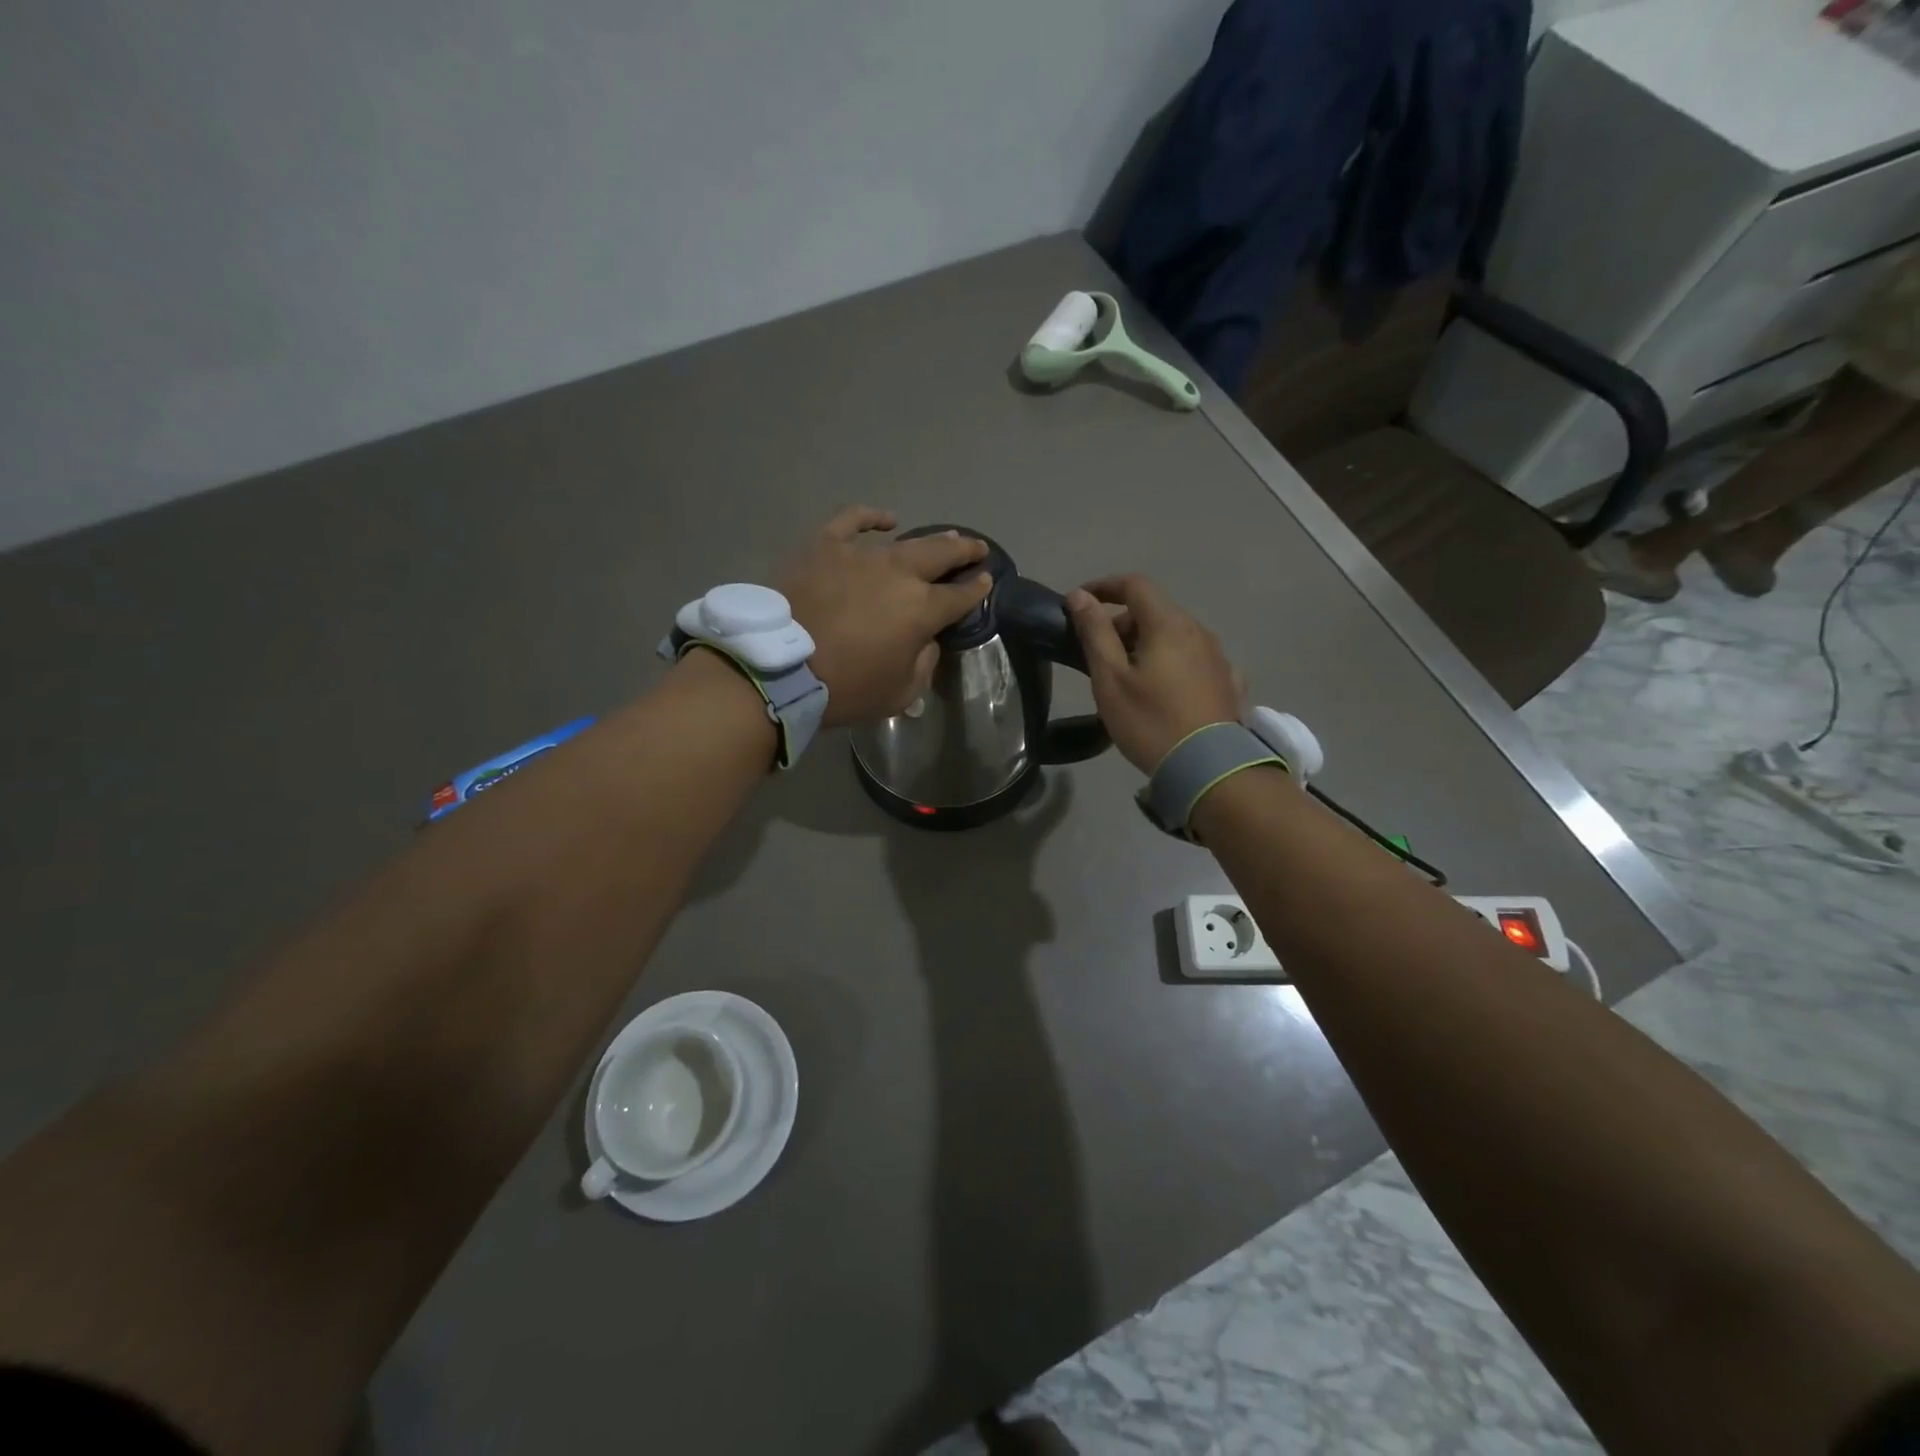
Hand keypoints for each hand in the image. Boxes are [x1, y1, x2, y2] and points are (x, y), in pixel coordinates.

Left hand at [779, 508, 991, 726]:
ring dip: (929, 540)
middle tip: (977, 548)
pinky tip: (886, 521)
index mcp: (922, 610)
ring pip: (904, 541)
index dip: (977, 589)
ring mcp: (862, 555)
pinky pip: (852, 522)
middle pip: (941, 555)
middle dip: (965, 551)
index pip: (960, 596)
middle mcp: (899, 574)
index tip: (987, 581)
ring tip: (943, 539)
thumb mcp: (900, 693)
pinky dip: (872, 518)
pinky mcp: (826, 546)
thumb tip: (926, 640)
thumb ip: (924, 663)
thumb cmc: (845, 688)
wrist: (780, 668)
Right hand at [1066, 575, 1243, 772]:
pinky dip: (1172, 663)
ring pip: (1176, 636)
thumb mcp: (1111, 680)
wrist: (1210, 769)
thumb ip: (1095, 633)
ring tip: (1129, 677)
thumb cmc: (1151, 722)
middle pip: (1156, 611)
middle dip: (1123, 622)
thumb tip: (1080, 597)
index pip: (1135, 585)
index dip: (1104, 586)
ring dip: (1148, 643)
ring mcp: (1219, 657)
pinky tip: (1165, 690)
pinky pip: (1194, 660)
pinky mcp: (1229, 683)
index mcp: (1168, 625)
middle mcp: (1199, 631)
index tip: (1079, 602)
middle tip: (1099, 653)